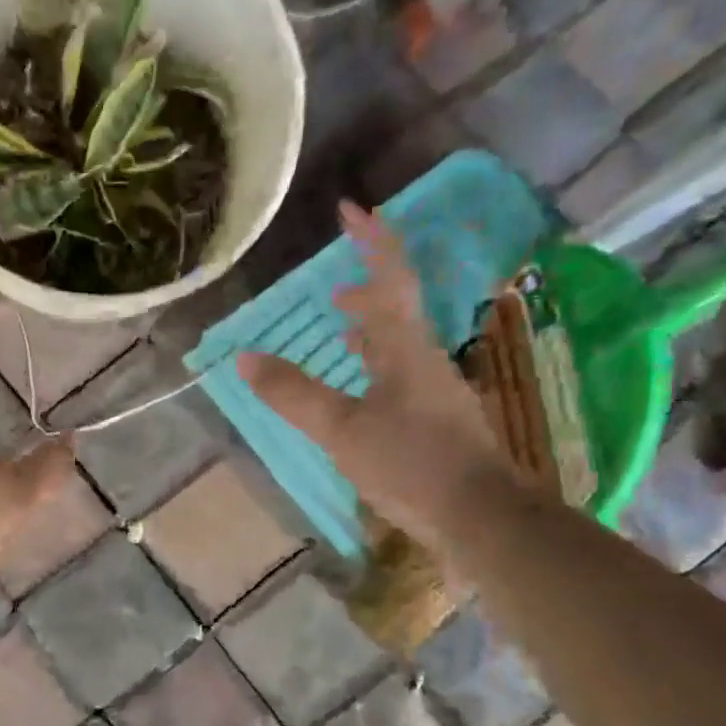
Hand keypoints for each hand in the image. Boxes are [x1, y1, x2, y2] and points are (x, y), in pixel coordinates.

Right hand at [239, 201, 510, 531]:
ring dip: (373, 332)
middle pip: (398, 310)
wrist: (480, 516)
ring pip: (401, 346)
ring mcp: (437, 392)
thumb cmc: (411, 463)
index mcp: (405, 349)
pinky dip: (378, 369)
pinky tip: (366, 392)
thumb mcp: (341, 429)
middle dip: (366, 291)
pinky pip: (404, 377)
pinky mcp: (440, 422)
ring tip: (343, 333)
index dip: (371, 240)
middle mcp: (426, 360)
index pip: (389, 278)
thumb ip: (293, 394)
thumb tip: (244, 358)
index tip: (350, 209)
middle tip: (333, 294)